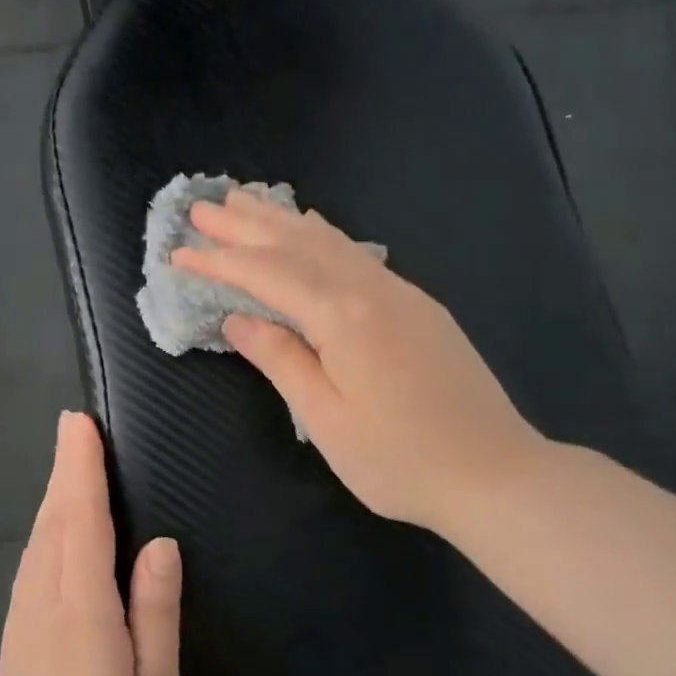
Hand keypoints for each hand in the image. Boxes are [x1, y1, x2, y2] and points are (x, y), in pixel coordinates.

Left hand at [0, 412, 184, 675]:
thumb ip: (154, 614)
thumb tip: (158, 544)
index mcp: (81, 614)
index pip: (79, 521)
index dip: (79, 469)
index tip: (79, 424)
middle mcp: (40, 612)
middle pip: (51, 527)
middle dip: (63, 475)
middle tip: (74, 432)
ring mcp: (20, 636)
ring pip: (34, 551)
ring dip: (51, 505)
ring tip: (67, 475)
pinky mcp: (13, 658)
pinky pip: (28, 577)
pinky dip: (42, 542)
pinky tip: (52, 544)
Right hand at [171, 189, 547, 532]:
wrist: (496, 473)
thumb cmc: (401, 459)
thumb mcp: (327, 419)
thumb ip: (281, 360)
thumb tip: (238, 320)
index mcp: (343, 317)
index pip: (268, 275)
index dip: (220, 262)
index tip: (178, 253)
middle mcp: (371, 290)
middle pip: (298, 244)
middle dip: (246, 225)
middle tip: (203, 207)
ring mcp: (401, 294)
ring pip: (330, 242)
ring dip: (283, 221)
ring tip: (246, 201)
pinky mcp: (418, 307)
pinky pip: (357, 255)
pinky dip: (323, 236)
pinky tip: (314, 229)